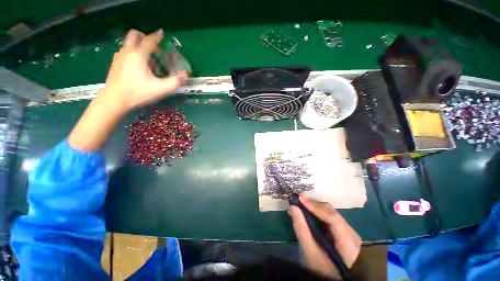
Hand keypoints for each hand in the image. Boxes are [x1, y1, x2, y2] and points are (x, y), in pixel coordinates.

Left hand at [102, 29, 187, 111]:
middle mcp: (127, 52)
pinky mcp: (115, 63)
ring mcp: (119, 56)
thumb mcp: (160, 89)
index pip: (149, 40)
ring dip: (139, 45)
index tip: (162, 33)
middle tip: (154, 46)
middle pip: (134, 35)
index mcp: (139, 55)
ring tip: (149, 59)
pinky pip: (126, 51)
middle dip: (144, 36)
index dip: (157, 36)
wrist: (114, 100)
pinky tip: (139, 65)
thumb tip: (185, 75)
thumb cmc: (138, 93)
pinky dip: (134, 52)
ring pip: (129, 43)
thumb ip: (175, 81)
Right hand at [288, 195, 361, 279]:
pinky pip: (330, 217)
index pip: (332, 218)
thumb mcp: (310, 253)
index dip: (315, 206)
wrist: (338, 278)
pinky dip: (317, 212)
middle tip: (297, 200)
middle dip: (313, 204)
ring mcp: (349, 231)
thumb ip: (302, 230)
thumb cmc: (324, 270)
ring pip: (331, 212)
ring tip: (300, 205)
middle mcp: (352, 233)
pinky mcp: (344, 232)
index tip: (299, 198)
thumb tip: (293, 208)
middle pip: (331, 212)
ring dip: (314, 207)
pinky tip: (308, 212)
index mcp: (348, 243)